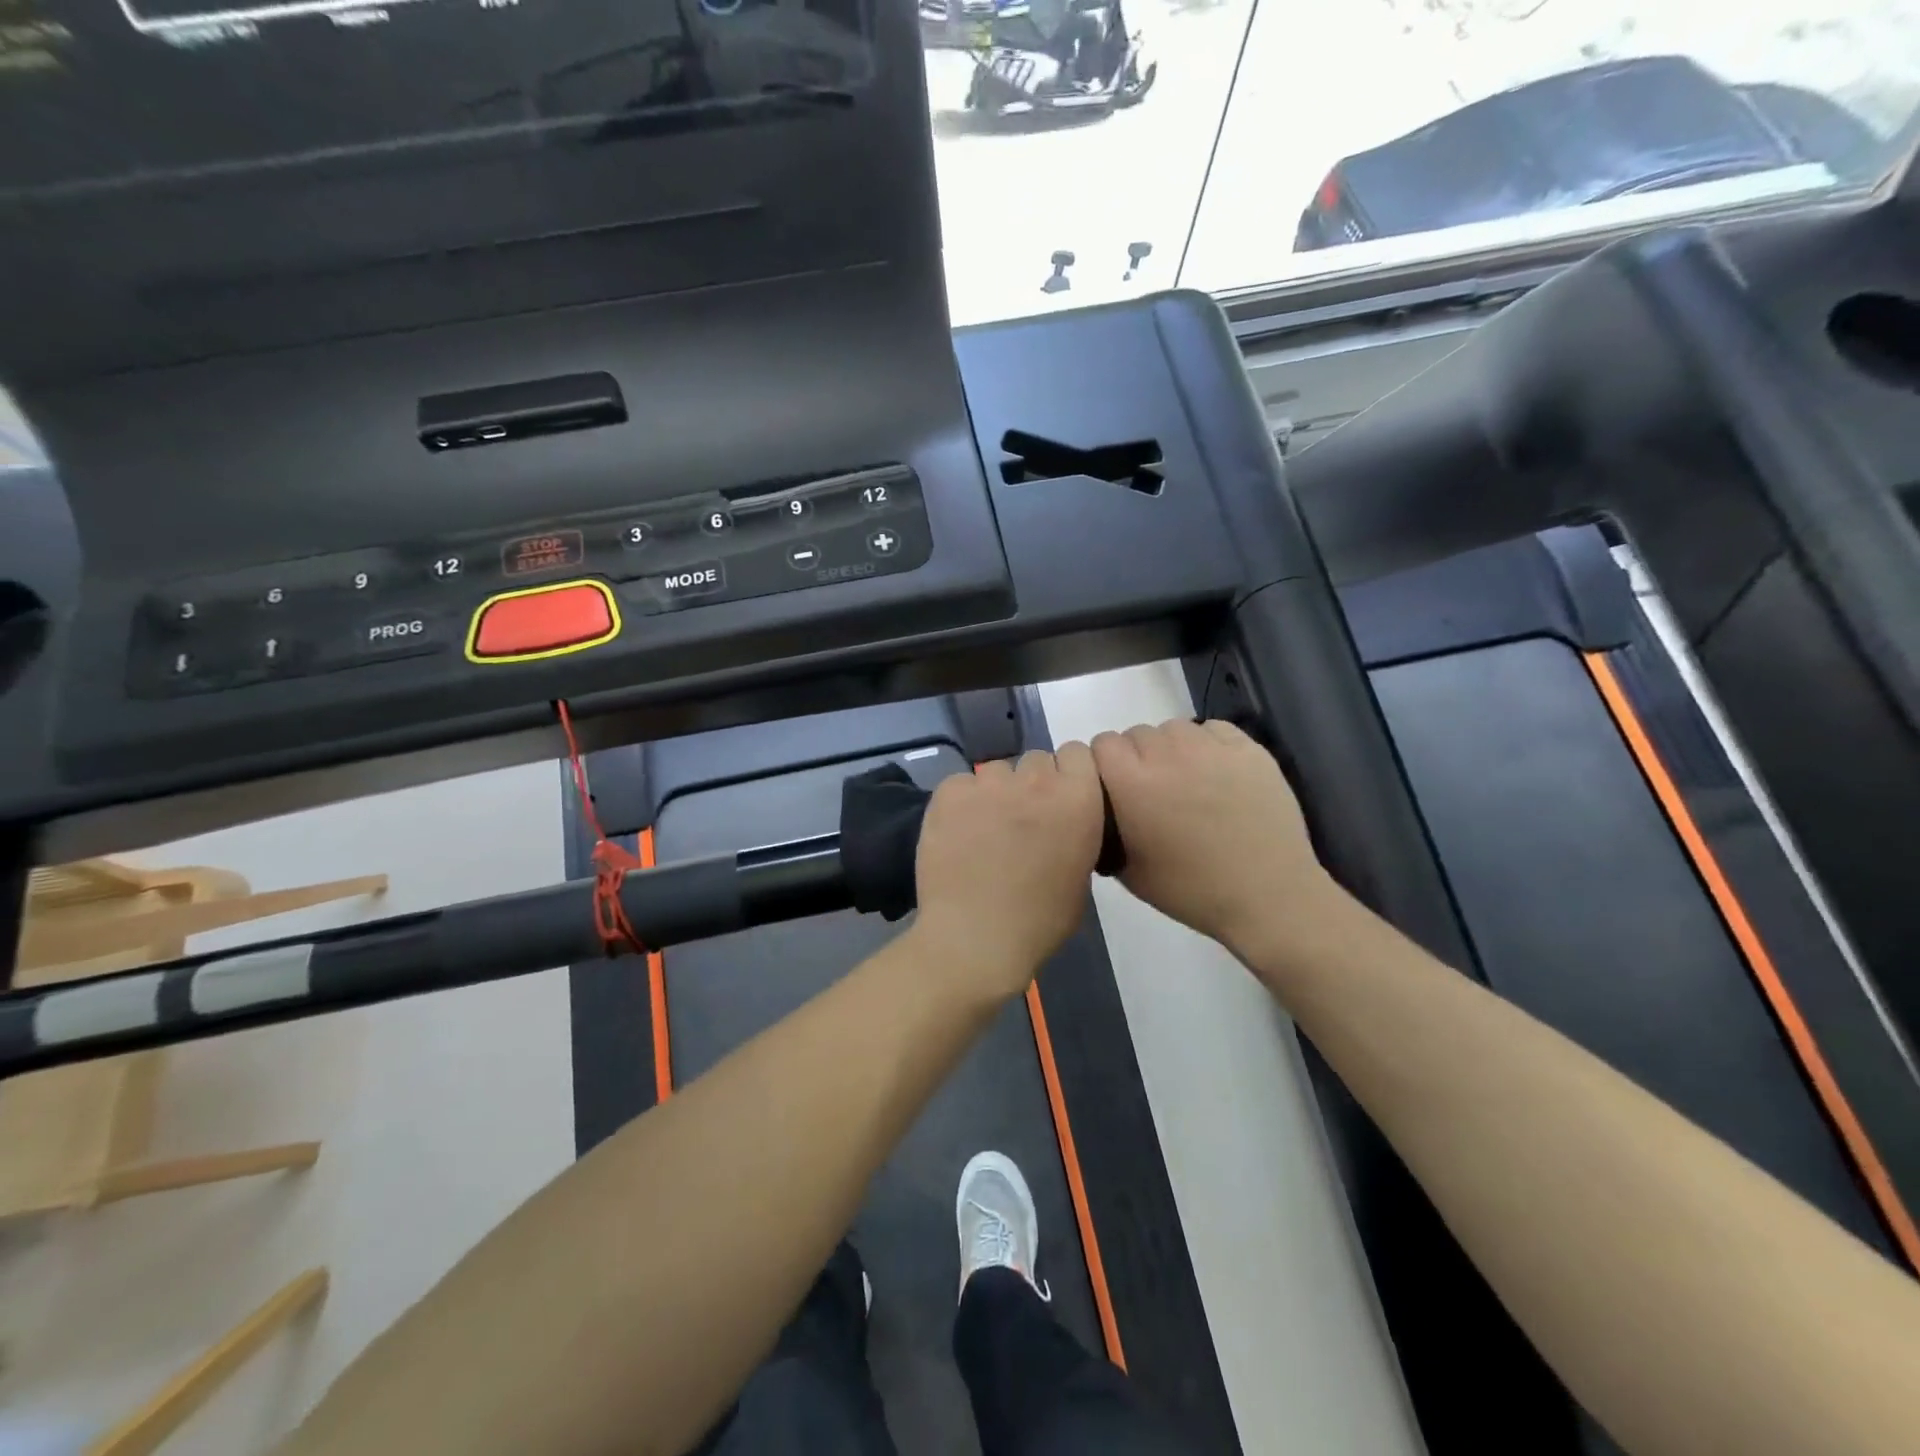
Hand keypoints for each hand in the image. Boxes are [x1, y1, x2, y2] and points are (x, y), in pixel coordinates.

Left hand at [913, 745, 1105, 996]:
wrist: (975, 939)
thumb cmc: (1040, 920)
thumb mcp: (1080, 876)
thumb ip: (1075, 833)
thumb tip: (1060, 824)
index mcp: (1078, 799)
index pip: (1078, 753)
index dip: (1068, 774)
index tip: (1059, 799)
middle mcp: (1036, 780)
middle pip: (1036, 760)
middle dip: (1032, 783)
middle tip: (1021, 820)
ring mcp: (990, 783)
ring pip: (996, 770)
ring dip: (995, 792)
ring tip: (984, 829)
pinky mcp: (950, 793)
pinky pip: (960, 783)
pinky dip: (960, 801)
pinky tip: (957, 832)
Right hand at [1091, 719, 1333, 961]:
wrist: (1267, 895)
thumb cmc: (1191, 890)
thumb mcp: (1127, 870)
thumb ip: (1105, 828)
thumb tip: (1103, 808)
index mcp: (1131, 783)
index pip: (1102, 744)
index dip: (1107, 764)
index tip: (1118, 788)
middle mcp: (1166, 755)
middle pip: (1137, 733)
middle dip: (1139, 757)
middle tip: (1155, 791)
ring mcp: (1209, 748)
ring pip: (1174, 728)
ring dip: (1172, 748)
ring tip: (1187, 780)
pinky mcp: (1247, 748)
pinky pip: (1213, 729)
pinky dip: (1208, 744)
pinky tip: (1216, 773)